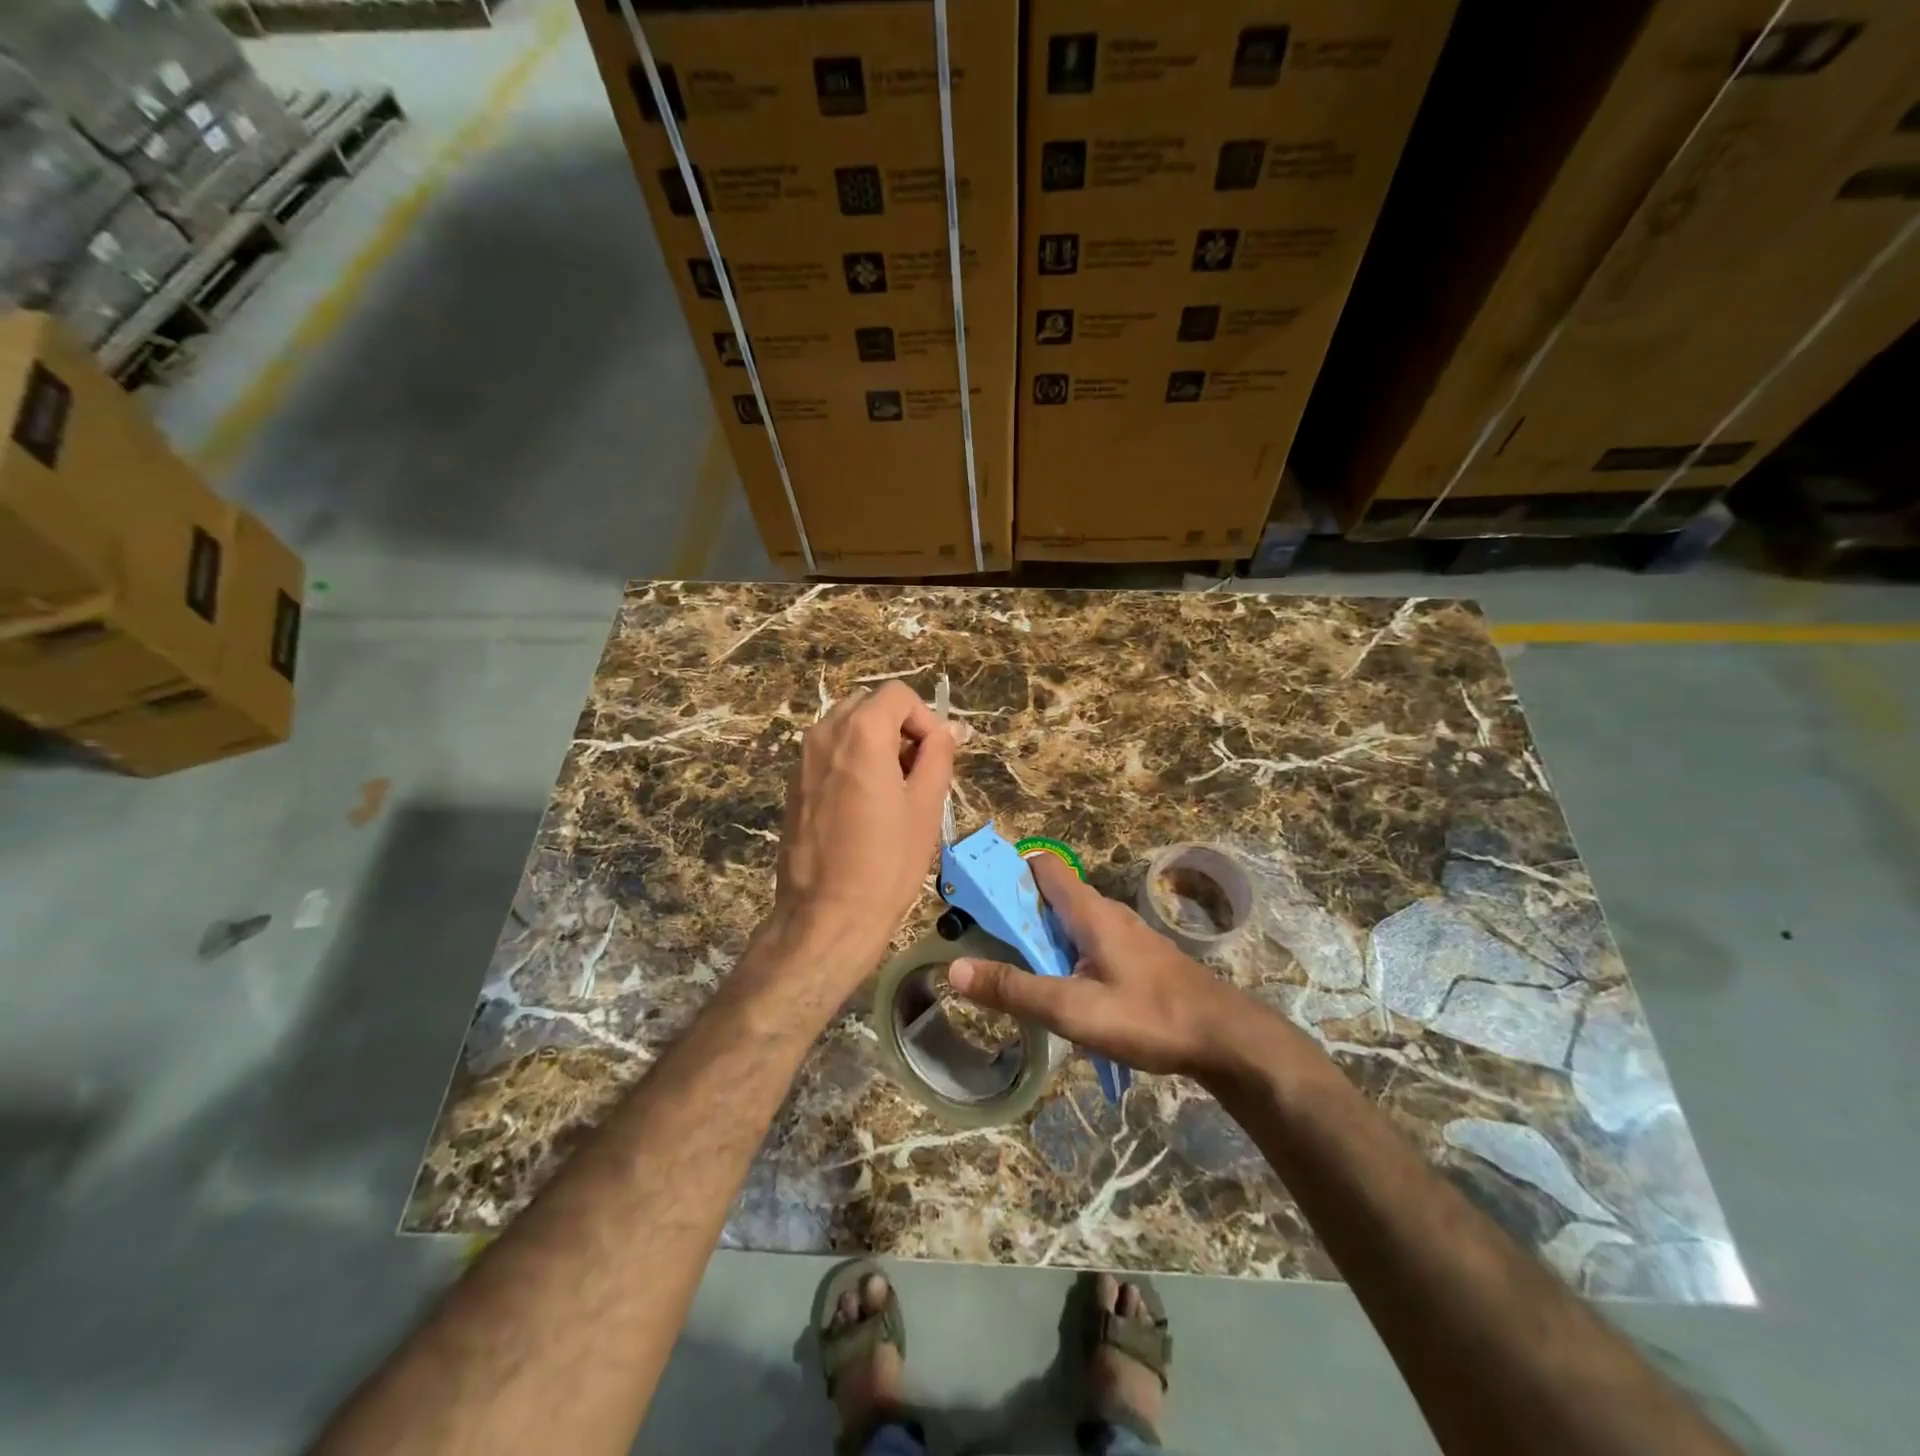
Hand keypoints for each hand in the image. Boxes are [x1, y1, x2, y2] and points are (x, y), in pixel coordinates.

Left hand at [767, 680, 954, 978]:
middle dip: (899, 728)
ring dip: (876, 744)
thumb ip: (938, 755)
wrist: (827, 916)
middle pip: (870, 705)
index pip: (898, 695)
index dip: (924, 719)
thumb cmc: (886, 862)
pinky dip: (853, 761)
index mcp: (860, 733)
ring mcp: (802, 759)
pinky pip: (830, 753)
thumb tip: (947, 730)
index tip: (934, 758)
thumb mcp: (926, 805)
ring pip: (848, 728)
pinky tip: (865, 806)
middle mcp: (824, 734)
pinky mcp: (793, 784)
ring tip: (894, 792)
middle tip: (918, 773)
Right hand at [947, 854, 1251, 1077]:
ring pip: (1069, 924)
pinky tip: (1061, 994)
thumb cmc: (1149, 1016)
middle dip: (1016, 914)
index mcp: (1089, 911)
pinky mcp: (1137, 959)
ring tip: (1014, 974)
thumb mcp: (1074, 1009)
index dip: (1007, 872)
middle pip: (1051, 897)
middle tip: (983, 945)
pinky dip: (1064, 957)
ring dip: (1039, 940)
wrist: (1225, 1038)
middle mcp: (1106, 913)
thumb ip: (1015, 990)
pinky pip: (1088, 944)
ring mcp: (1125, 936)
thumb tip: (955, 969)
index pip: (1042, 866)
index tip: (976, 896)